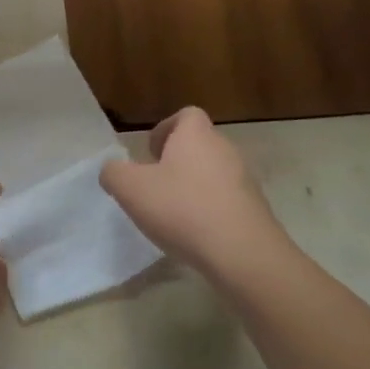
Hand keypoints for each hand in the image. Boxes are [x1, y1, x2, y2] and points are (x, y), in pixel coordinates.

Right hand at [99, 108, 294, 285]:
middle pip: (200, 145)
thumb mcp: (130, 189)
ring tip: (173, 214)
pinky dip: (210, 210)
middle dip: (177, 161)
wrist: (242, 253)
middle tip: (155, 186)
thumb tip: (113, 170)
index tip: (150, 154)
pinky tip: (196, 234)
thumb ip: (114, 173)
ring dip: (194, 187)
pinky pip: (227, 200)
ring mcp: (245, 180)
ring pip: (213, 173)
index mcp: (196, 136)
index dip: (166, 130)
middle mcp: (225, 149)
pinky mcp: (256, 209)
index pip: (186, 116)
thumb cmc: (181, 209)